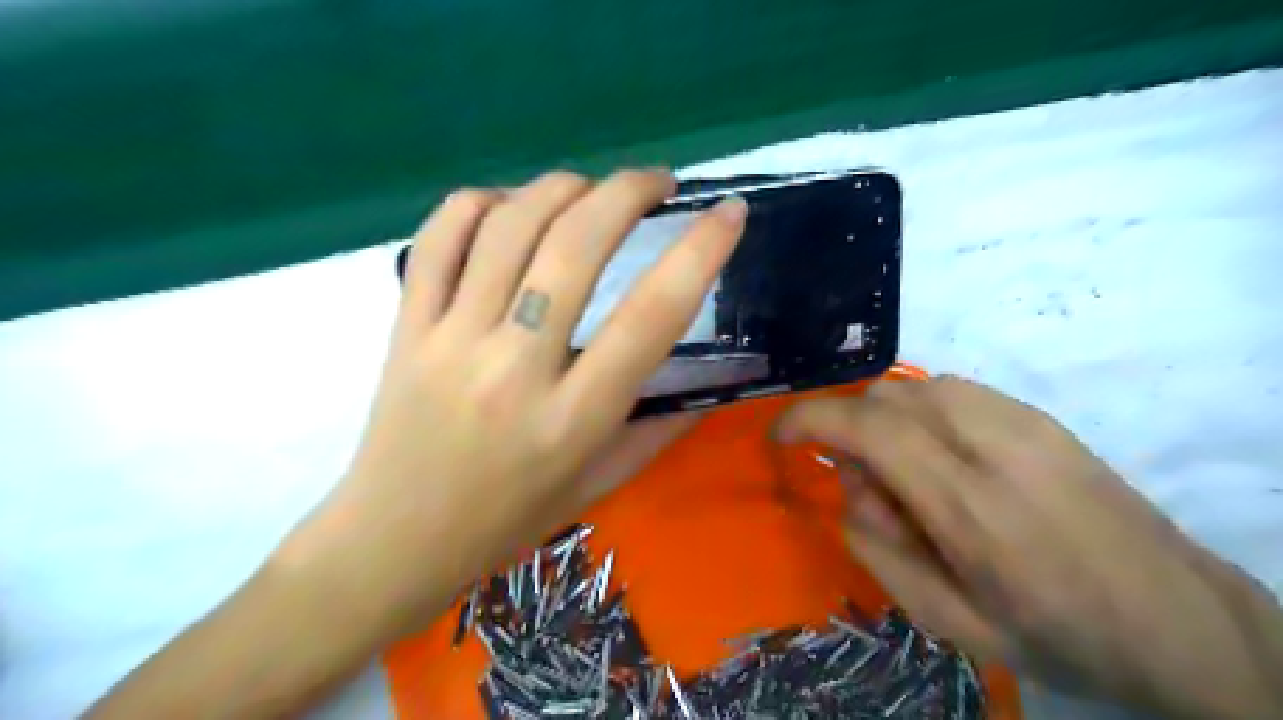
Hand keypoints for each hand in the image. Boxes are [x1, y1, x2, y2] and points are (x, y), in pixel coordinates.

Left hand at [289, 166, 747, 619]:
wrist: (393, 542)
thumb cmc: (508, 521)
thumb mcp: (599, 484)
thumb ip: (660, 427)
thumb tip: (713, 379)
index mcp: (574, 418)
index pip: (651, 316)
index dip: (701, 252)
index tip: (729, 214)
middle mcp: (514, 369)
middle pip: (576, 245)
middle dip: (628, 191)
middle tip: (657, 183)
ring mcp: (451, 340)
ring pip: (510, 225)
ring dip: (563, 186)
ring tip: (591, 190)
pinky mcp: (406, 326)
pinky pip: (440, 237)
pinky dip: (481, 202)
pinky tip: (509, 206)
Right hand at [771, 378, 1282, 719]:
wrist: (1178, 620)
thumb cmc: (1056, 634)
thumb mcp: (946, 621)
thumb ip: (877, 548)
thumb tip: (848, 485)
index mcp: (969, 508)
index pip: (867, 429)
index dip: (809, 420)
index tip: (781, 436)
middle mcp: (993, 446)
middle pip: (884, 399)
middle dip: (847, 428)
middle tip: (863, 484)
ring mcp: (1022, 422)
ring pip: (914, 387)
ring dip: (884, 420)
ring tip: (905, 473)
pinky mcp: (1038, 414)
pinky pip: (950, 390)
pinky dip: (919, 413)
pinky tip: (942, 456)